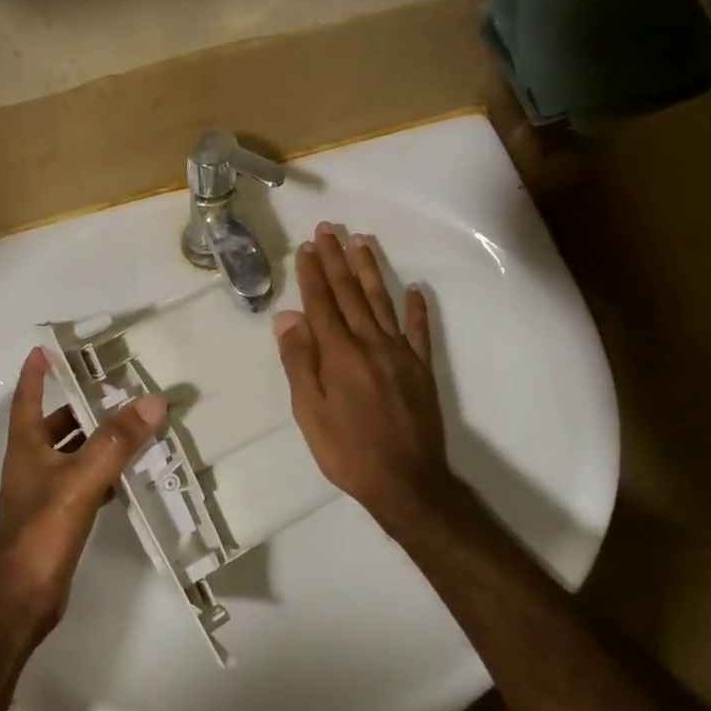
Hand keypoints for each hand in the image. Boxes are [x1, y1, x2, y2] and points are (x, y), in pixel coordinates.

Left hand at [0, 347, 166, 638]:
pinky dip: (105, 472)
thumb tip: (152, 402)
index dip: (36, 374)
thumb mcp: (81, 481)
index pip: (27, 399)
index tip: (46, 349)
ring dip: (98, 439)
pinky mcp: (59, 517)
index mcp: (26, 448)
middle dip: (81, 406)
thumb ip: (116, 443)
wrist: (23, 598)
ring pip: (73, 454)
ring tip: (133, 424)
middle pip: (54, 425)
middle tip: (115, 388)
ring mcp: (44, 493)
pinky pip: (85, 482)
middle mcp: (32, 465)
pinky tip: (130, 473)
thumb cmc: (42, 533)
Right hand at [273, 224, 458, 533]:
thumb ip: (300, 362)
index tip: (308, 247)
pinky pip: (419, 331)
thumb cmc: (347, 451)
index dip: (313, 274)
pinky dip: (417, 308)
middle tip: (330, 228)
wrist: (406, 481)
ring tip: (363, 241)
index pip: (322, 304)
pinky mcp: (422, 369)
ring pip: (383, 302)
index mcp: (339, 355)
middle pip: (351, 294)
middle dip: (338, 260)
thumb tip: (288, 317)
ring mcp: (400, 354)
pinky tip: (415, 289)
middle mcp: (370, 344)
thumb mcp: (309, 413)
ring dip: (371, 271)